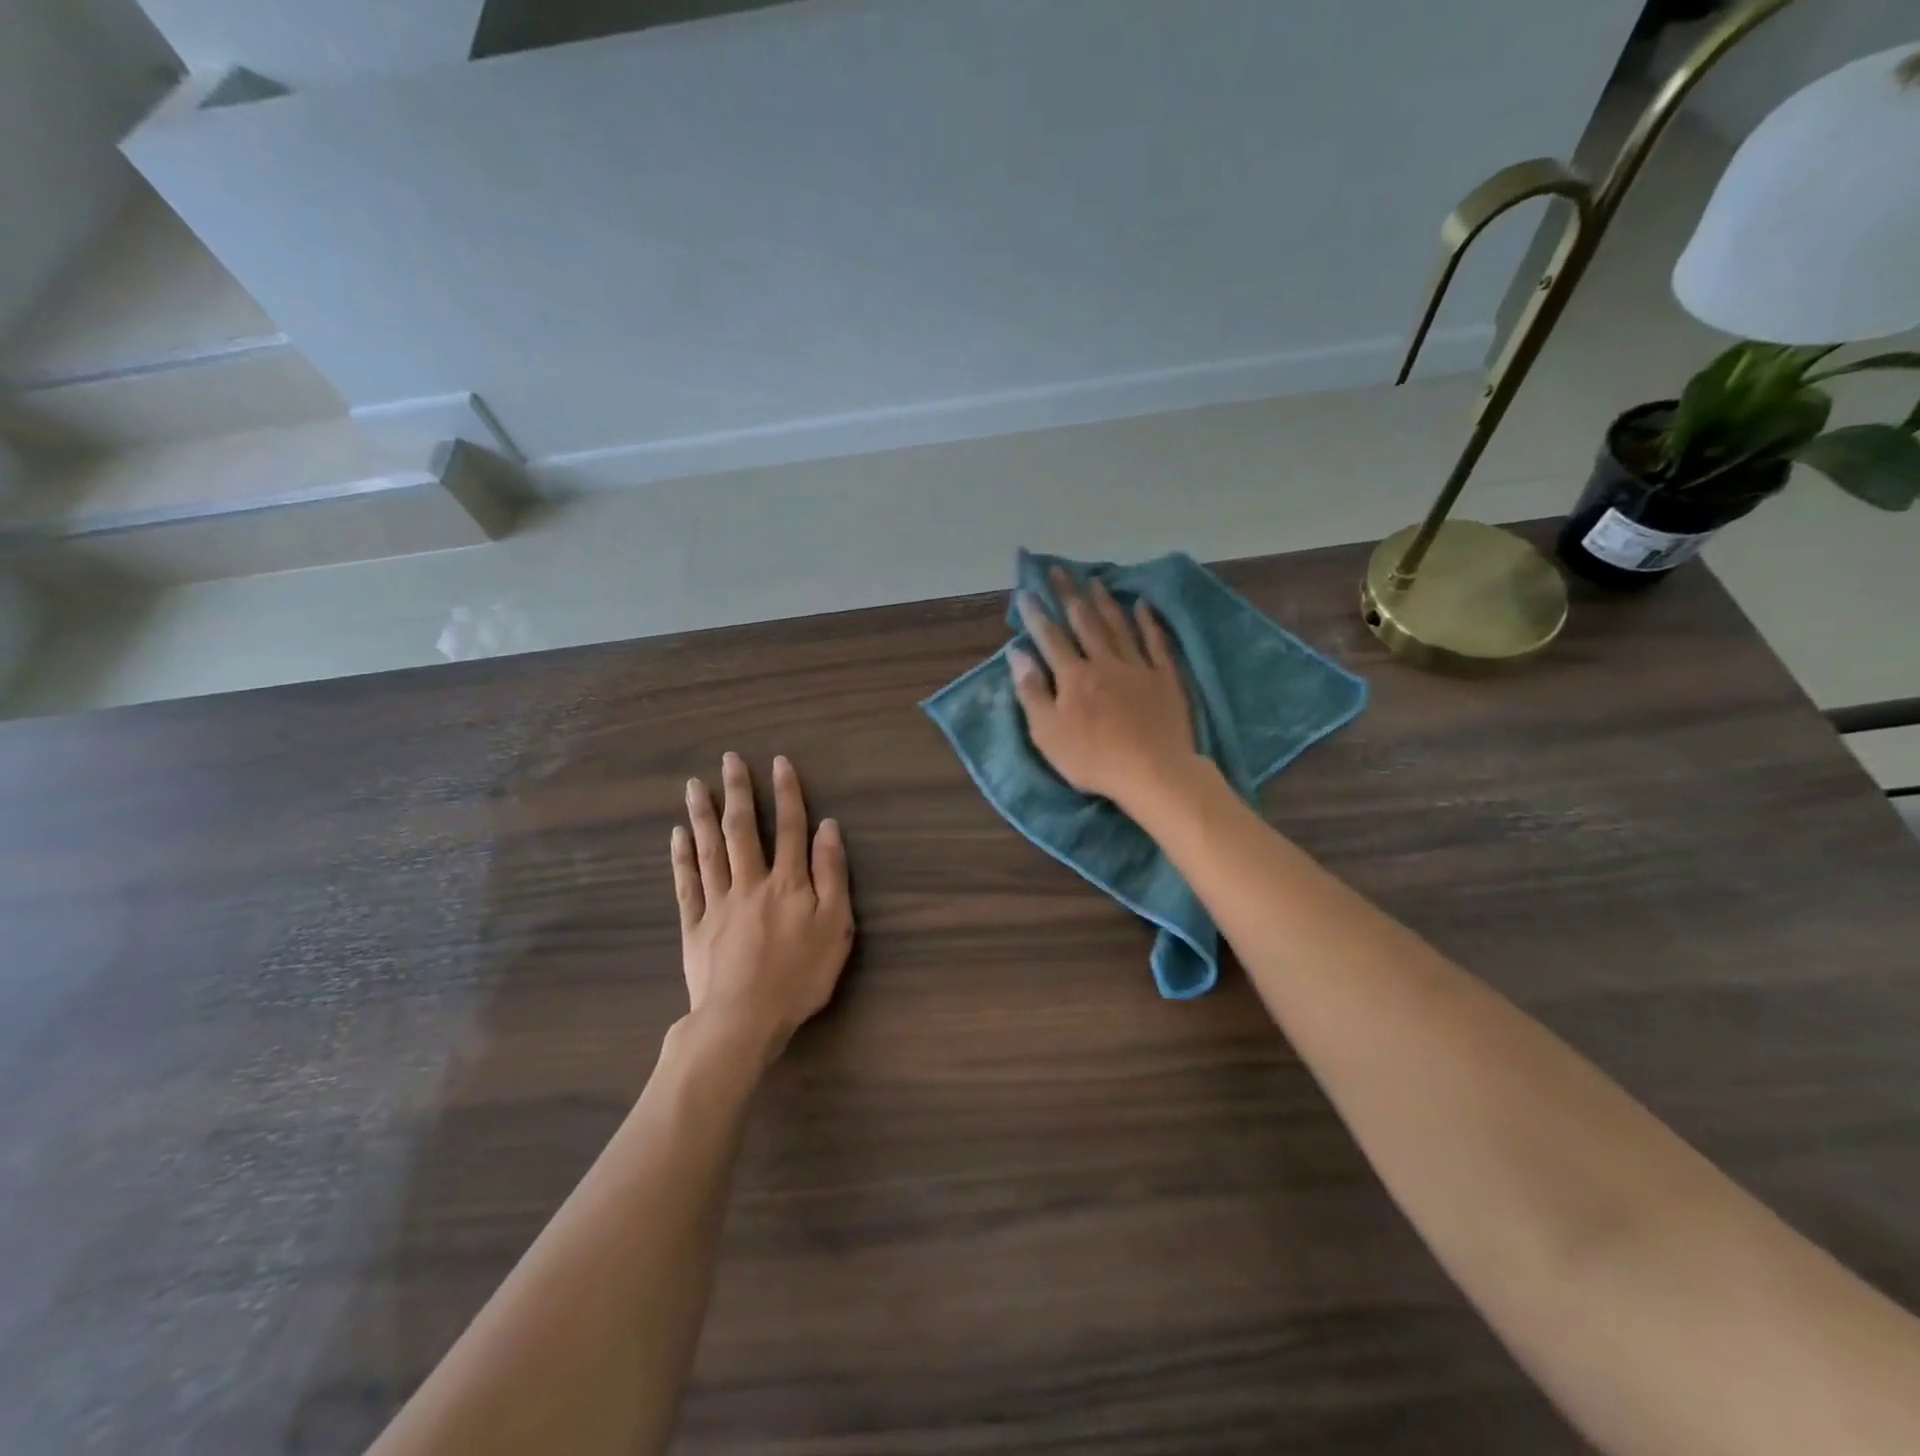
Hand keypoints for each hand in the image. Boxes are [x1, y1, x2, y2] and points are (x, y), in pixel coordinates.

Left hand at [671, 753, 854, 1065]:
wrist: (743, 1020)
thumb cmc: (799, 976)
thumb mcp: (834, 926)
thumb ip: (831, 875)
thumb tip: (828, 828)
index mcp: (787, 882)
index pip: (790, 827)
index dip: (786, 793)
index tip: (779, 762)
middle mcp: (750, 882)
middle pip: (742, 830)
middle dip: (738, 792)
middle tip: (729, 759)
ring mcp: (718, 902)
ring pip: (709, 849)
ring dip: (703, 814)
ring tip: (696, 784)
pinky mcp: (695, 926)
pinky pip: (687, 884)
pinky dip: (681, 857)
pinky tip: (677, 835)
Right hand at [1008, 567, 1199, 812]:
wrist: (1153, 772)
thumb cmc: (1092, 759)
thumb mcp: (1047, 732)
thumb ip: (1031, 691)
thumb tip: (1016, 653)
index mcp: (1074, 676)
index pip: (1051, 638)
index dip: (1037, 615)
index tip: (1027, 590)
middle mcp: (1104, 662)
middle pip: (1085, 622)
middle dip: (1069, 595)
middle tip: (1059, 570)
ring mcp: (1138, 668)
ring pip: (1119, 626)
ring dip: (1104, 601)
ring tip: (1094, 579)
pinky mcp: (1165, 678)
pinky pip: (1155, 642)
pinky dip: (1148, 622)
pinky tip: (1143, 605)